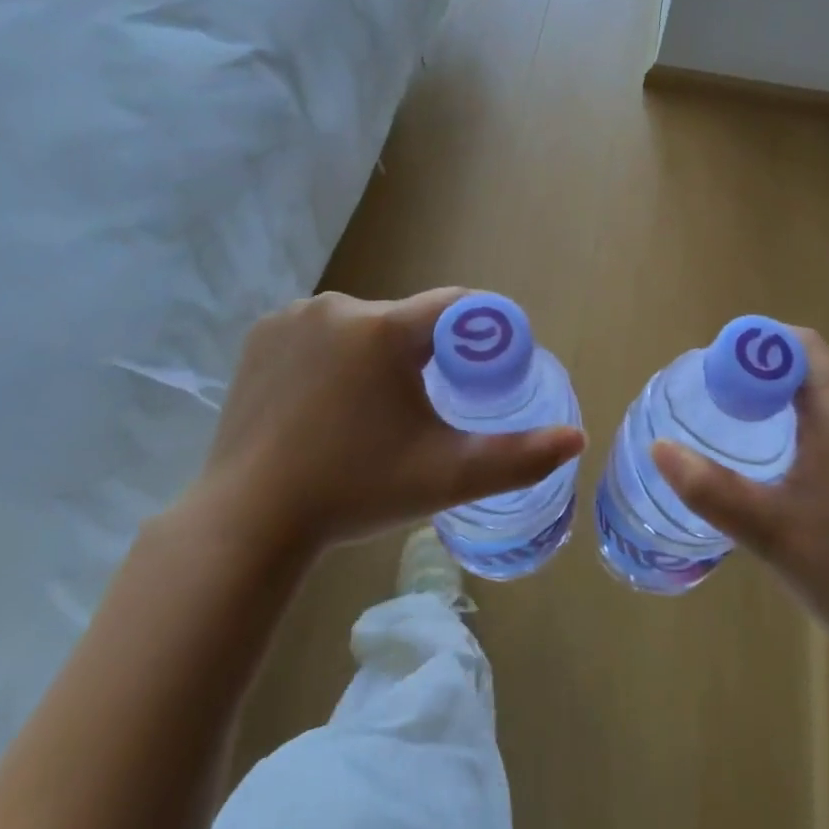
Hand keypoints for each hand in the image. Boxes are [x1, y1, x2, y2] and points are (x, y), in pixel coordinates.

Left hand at [180, 288, 584, 560]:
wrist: (251, 521)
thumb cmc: (355, 492)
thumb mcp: (447, 476)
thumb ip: (518, 457)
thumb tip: (577, 439)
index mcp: (385, 329)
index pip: (457, 307)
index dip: (481, 333)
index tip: (486, 368)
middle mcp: (339, 307)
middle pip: (406, 321)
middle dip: (424, 355)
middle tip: (422, 409)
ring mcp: (293, 317)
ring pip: (362, 326)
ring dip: (376, 354)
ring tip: (368, 411)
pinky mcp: (260, 334)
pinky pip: (318, 332)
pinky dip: (332, 354)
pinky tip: (323, 399)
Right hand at [652, 329, 828, 682]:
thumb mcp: (769, 533)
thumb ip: (708, 488)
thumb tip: (660, 448)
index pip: (798, 346)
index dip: (755, 349)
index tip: (722, 378)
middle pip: (820, 368)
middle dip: (773, 378)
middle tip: (736, 411)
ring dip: (805, 402)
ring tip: (772, 441)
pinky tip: (820, 472)